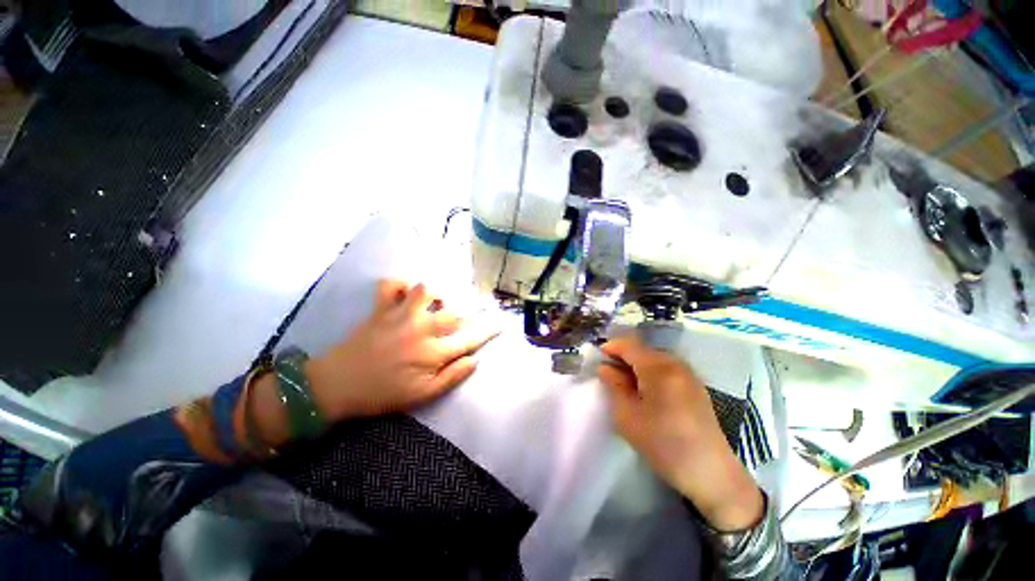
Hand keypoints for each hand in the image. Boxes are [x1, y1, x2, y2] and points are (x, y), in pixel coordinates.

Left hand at [305, 280, 498, 421]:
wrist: (336, 386)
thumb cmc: (382, 394)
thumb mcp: (422, 396)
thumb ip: (452, 377)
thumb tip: (474, 359)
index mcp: (432, 352)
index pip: (469, 339)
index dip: (487, 331)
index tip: (500, 325)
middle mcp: (420, 328)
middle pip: (453, 313)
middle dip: (466, 314)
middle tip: (467, 317)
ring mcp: (399, 315)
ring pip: (425, 290)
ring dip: (435, 295)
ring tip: (436, 304)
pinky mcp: (380, 309)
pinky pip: (390, 284)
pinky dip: (399, 285)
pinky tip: (405, 294)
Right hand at [598, 336, 764, 531]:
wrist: (710, 474)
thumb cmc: (662, 443)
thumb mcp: (627, 415)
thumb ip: (614, 386)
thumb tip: (605, 368)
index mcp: (658, 368)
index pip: (630, 346)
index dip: (612, 347)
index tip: (598, 355)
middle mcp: (676, 364)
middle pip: (643, 350)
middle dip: (624, 356)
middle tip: (609, 372)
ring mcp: (689, 375)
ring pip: (656, 359)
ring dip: (637, 365)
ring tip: (625, 382)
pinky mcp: (696, 387)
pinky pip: (668, 369)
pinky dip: (652, 372)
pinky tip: (647, 390)